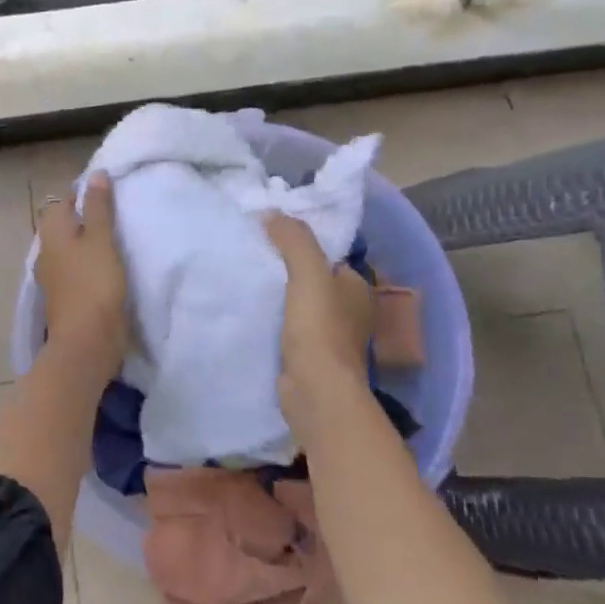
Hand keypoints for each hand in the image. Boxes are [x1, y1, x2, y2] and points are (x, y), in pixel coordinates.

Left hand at [36, 173, 127, 369]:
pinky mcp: (65, 297)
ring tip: (114, 238)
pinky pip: (75, 269)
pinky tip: (105, 266)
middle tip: (115, 213)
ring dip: (86, 242)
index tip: (107, 191)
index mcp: (52, 234)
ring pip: (69, 249)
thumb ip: (98, 208)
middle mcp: (47, 252)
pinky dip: (88, 263)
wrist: (87, 341)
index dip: (82, 193)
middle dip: (84, 217)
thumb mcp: (101, 240)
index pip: (62, 202)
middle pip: (63, 226)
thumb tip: (96, 175)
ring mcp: (54, 277)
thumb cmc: (94, 284)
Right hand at [264, 213, 373, 429]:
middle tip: (253, 256)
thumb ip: (294, 240)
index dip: (302, 245)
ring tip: (247, 281)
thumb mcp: (308, 273)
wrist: (316, 391)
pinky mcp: (311, 357)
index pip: (328, 257)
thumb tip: (271, 212)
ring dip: (280, 297)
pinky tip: (253, 313)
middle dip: (288, 271)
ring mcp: (331, 337)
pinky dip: (276, 321)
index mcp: (357, 287)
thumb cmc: (319, 329)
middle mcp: (350, 311)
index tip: (270, 238)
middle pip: (314, 280)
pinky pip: (290, 328)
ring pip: (301, 305)